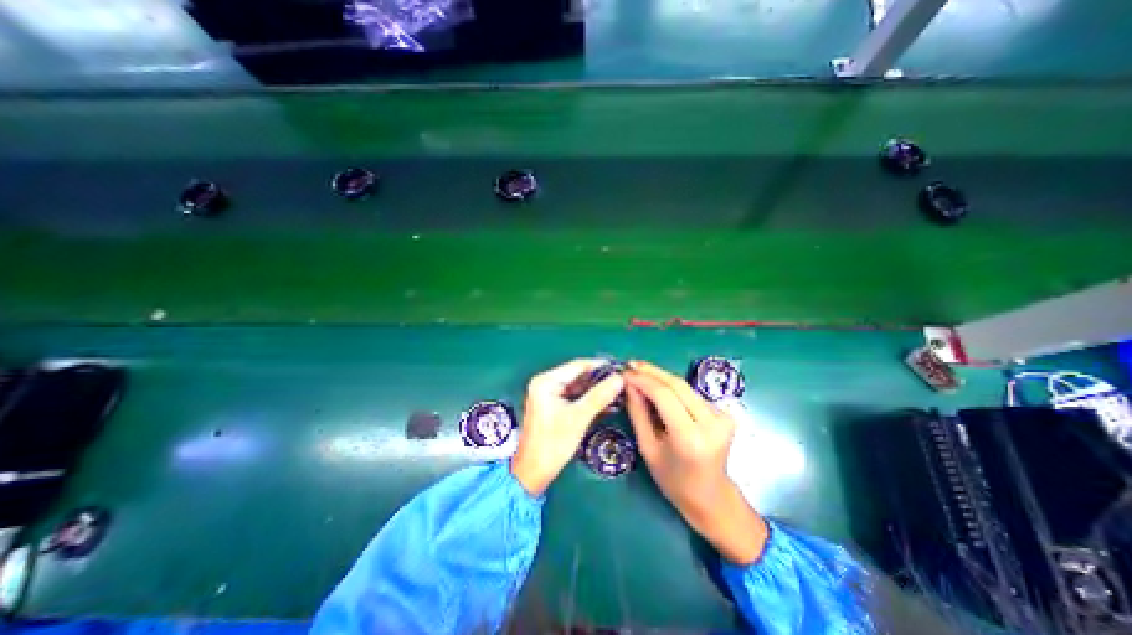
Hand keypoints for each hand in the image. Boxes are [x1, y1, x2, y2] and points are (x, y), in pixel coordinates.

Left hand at [509, 361, 621, 497]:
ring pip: (579, 387)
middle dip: (600, 379)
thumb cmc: (553, 443)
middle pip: (578, 375)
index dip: (600, 366)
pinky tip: (608, 403)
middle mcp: (546, 383)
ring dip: (597, 390)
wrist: (533, 473)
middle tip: (623, 381)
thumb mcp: (578, 418)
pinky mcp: (554, 406)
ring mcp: (549, 395)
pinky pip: (575, 397)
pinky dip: (590, 400)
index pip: (577, 365)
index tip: (620, 368)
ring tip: (619, 391)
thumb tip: (619, 378)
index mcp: (546, 381)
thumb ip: (599, 396)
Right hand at [617, 362, 769, 563]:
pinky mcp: (725, 413)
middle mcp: (711, 423)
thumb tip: (628, 384)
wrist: (712, 497)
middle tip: (630, 365)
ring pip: (685, 386)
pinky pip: (691, 394)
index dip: (643, 380)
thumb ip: (638, 413)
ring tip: (639, 372)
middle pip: (677, 385)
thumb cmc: (673, 480)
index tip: (624, 372)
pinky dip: (672, 388)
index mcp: (690, 438)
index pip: (664, 396)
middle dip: (651, 371)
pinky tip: (657, 386)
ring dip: (661, 377)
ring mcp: (723, 417)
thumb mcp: (648, 448)